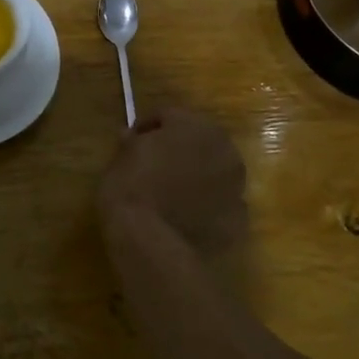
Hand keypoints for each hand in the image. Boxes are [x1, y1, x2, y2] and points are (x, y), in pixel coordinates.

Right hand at [98, 107, 248, 256]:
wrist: (151, 243)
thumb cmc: (132, 189)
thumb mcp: (120, 159)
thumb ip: (131, 142)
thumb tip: (130, 135)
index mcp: (195, 126)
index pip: (168, 116)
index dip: (147, 127)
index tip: (131, 141)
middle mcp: (224, 150)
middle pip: (199, 141)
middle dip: (179, 149)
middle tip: (154, 164)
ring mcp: (236, 185)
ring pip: (214, 172)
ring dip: (196, 176)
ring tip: (171, 192)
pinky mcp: (238, 218)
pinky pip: (219, 204)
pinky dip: (206, 206)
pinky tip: (185, 217)